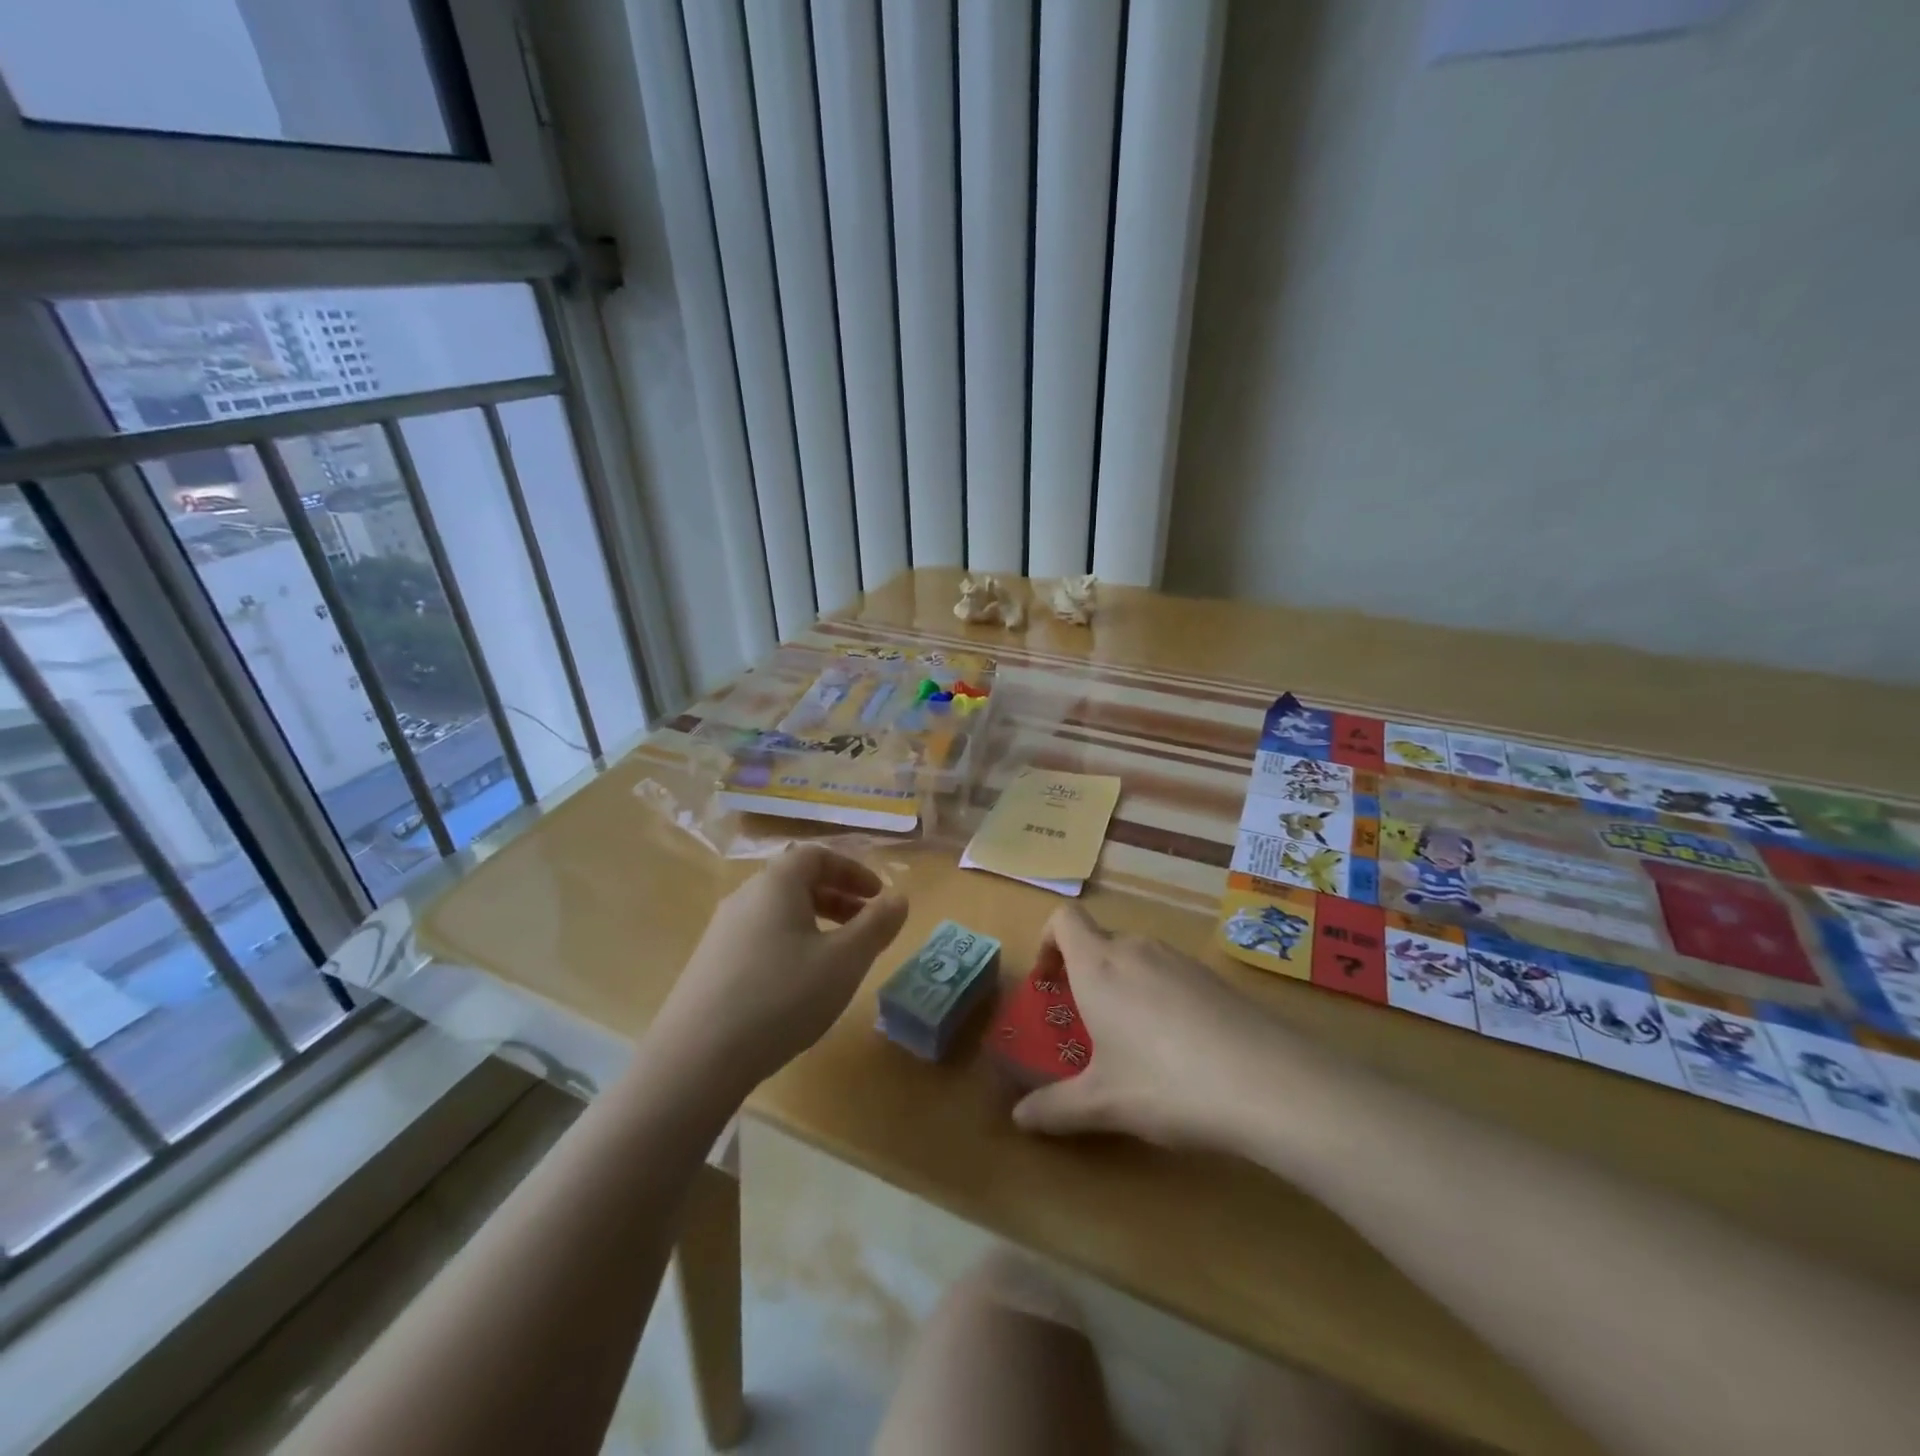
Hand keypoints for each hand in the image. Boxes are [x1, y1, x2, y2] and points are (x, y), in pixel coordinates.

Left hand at [646, 845, 907, 1099]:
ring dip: (814, 923)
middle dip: (837, 897)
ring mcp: (721, 932)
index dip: (852, 870)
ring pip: (776, 912)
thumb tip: (899, 898)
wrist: (696, 1058)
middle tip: (865, 925)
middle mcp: (744, 897)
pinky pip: (758, 938)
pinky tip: (797, 986)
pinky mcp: (708, 965)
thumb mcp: (844, 960)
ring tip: (836, 957)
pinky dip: (789, 945)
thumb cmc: (782, 996)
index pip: (817, 855)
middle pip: (795, 882)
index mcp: (776, 884)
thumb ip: (877, 925)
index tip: (878, 896)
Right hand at [1011, 906, 1329, 1152]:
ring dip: (1123, 986)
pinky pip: (1171, 975)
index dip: (1047, 941)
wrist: (1269, 1082)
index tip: (1048, 982)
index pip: (1064, 919)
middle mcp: (1136, 950)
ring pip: (1137, 958)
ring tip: (1132, 1041)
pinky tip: (1180, 1048)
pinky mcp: (1214, 978)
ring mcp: (1179, 960)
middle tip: (1085, 1024)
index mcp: (1098, 965)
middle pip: (1099, 941)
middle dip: (1084, 974)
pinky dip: (1160, 997)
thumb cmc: (1166, 1083)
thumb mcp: (1104, 1103)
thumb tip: (1019, 1118)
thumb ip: (1055, 1108)